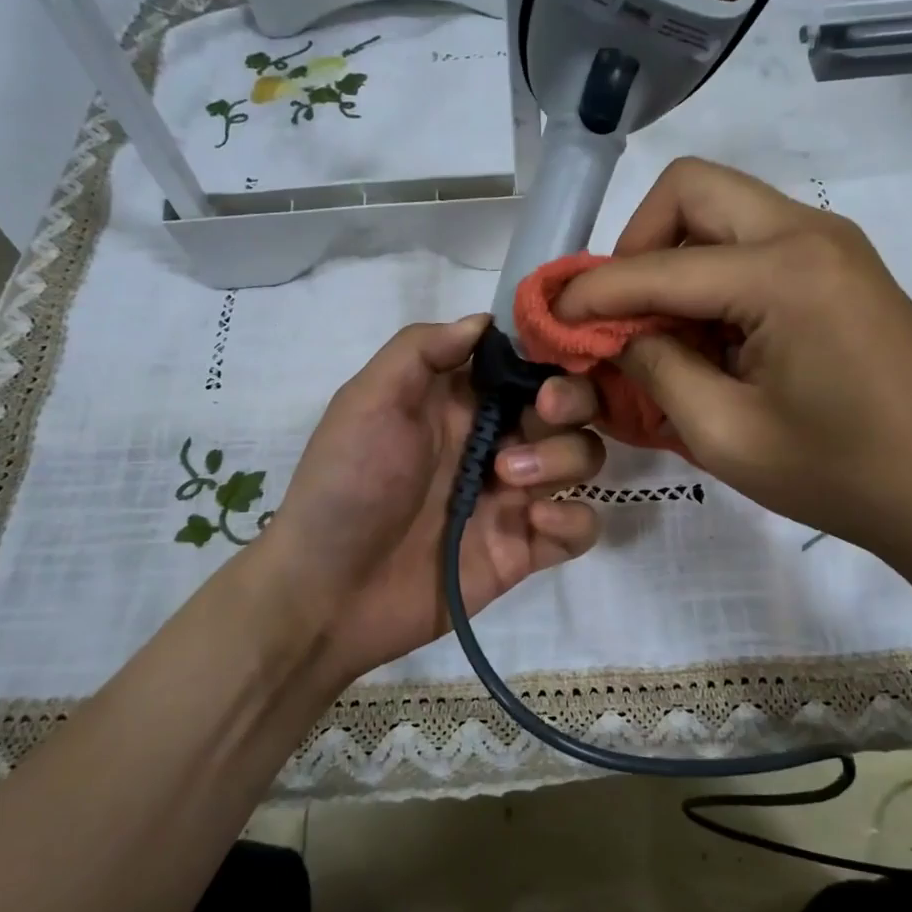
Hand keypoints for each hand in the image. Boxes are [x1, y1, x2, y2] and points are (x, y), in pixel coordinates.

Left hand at [256, 314, 604, 684]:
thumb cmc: (345, 484)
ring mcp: (514, 495)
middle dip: (572, 400)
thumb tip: (485, 320)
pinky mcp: (524, 548)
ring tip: (507, 479)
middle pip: (571, 406)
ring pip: (583, 458)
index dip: (550, 354)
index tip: (552, 357)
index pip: (528, 362)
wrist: (327, 591)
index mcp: (462, 401)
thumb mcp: (368, 401)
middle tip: (545, 411)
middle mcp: (497, 440)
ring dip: (562, 458)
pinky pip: (580, 527)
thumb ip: (422, 350)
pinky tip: (534, 522)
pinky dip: (573, 520)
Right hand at [556, 158, 911, 584]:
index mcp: (783, 272)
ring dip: (674, 258)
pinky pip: (752, 239)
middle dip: (636, 245)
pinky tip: (711, 333)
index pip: (656, 265)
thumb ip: (654, 369)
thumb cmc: (838, 475)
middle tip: (621, 314)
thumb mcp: (724, 434)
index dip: (592, 292)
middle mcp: (808, 231)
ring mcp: (831, 242)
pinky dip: (712, 272)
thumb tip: (611, 332)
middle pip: (690, 190)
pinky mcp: (839, 264)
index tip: (549, 319)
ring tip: (663, 330)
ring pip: (721, 208)